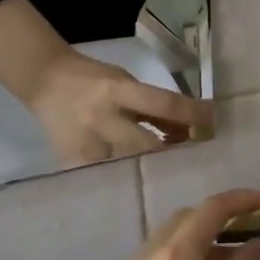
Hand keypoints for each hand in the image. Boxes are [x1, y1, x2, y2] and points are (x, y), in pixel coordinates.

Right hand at [28, 49, 208, 164]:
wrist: (47, 82)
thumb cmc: (94, 79)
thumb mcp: (126, 83)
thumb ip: (153, 107)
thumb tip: (189, 128)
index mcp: (118, 92)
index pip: (163, 104)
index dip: (192, 114)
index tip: (212, 124)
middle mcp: (102, 119)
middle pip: (148, 145)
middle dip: (171, 154)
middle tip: (192, 161)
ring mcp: (86, 145)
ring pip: (128, 168)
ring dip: (149, 171)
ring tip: (166, 174)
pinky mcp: (72, 163)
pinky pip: (106, 177)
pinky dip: (122, 177)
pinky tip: (133, 179)